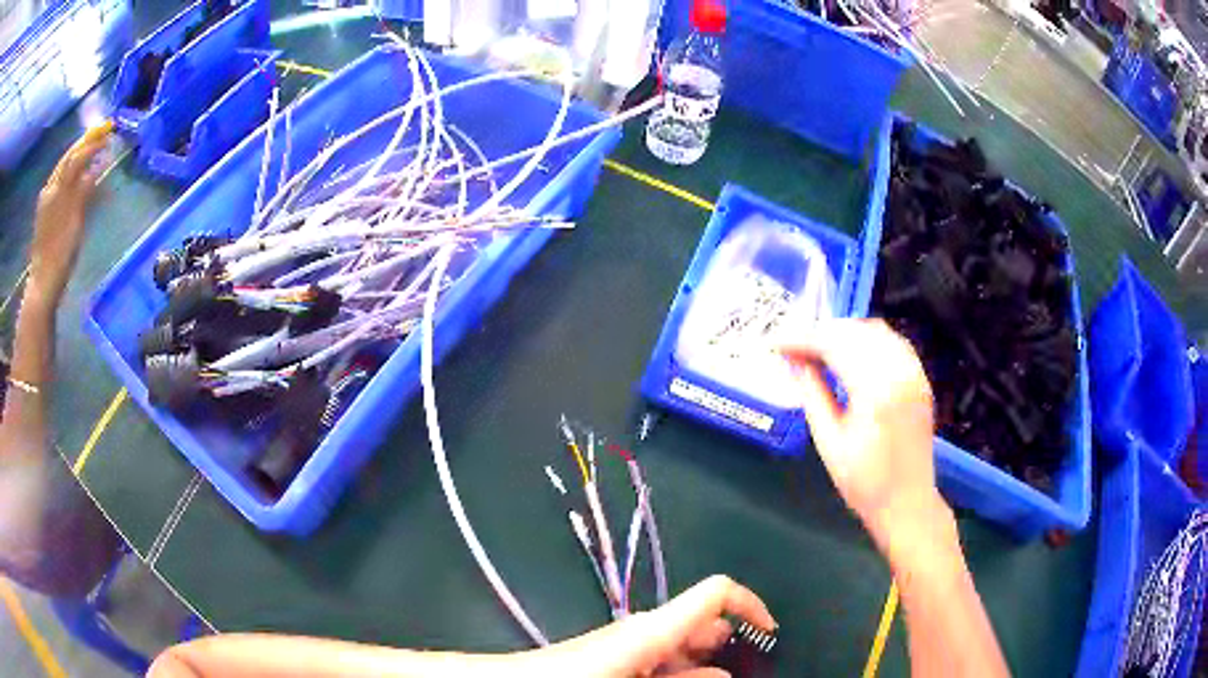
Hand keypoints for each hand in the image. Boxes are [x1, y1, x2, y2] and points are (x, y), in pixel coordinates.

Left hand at [28, 122, 112, 305]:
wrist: (42, 285)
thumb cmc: (60, 254)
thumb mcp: (75, 221)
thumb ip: (84, 189)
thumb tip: (98, 163)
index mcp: (57, 188)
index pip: (77, 155)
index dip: (93, 142)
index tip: (109, 131)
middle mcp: (50, 188)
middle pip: (68, 158)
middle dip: (84, 143)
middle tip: (101, 131)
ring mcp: (46, 201)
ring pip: (62, 169)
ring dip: (77, 155)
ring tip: (90, 148)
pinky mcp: (44, 214)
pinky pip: (58, 183)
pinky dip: (69, 172)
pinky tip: (74, 174)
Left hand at [530, 575, 775, 676]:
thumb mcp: (637, 677)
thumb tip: (723, 677)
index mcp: (655, 629)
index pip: (716, 593)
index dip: (752, 604)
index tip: (772, 633)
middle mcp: (647, 631)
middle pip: (704, 625)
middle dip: (732, 645)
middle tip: (753, 668)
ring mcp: (631, 647)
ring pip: (683, 648)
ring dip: (706, 664)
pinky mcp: (617, 661)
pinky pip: (662, 664)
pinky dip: (682, 674)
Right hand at [781, 319, 944, 551]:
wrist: (907, 503)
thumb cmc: (864, 482)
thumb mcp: (828, 442)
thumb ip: (812, 394)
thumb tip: (794, 361)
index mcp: (875, 390)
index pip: (834, 344)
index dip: (802, 338)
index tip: (777, 342)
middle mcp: (899, 372)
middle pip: (854, 331)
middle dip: (820, 332)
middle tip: (794, 346)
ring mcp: (913, 373)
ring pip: (875, 331)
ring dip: (844, 332)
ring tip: (818, 348)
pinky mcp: (919, 378)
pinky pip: (892, 342)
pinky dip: (867, 339)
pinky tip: (851, 353)